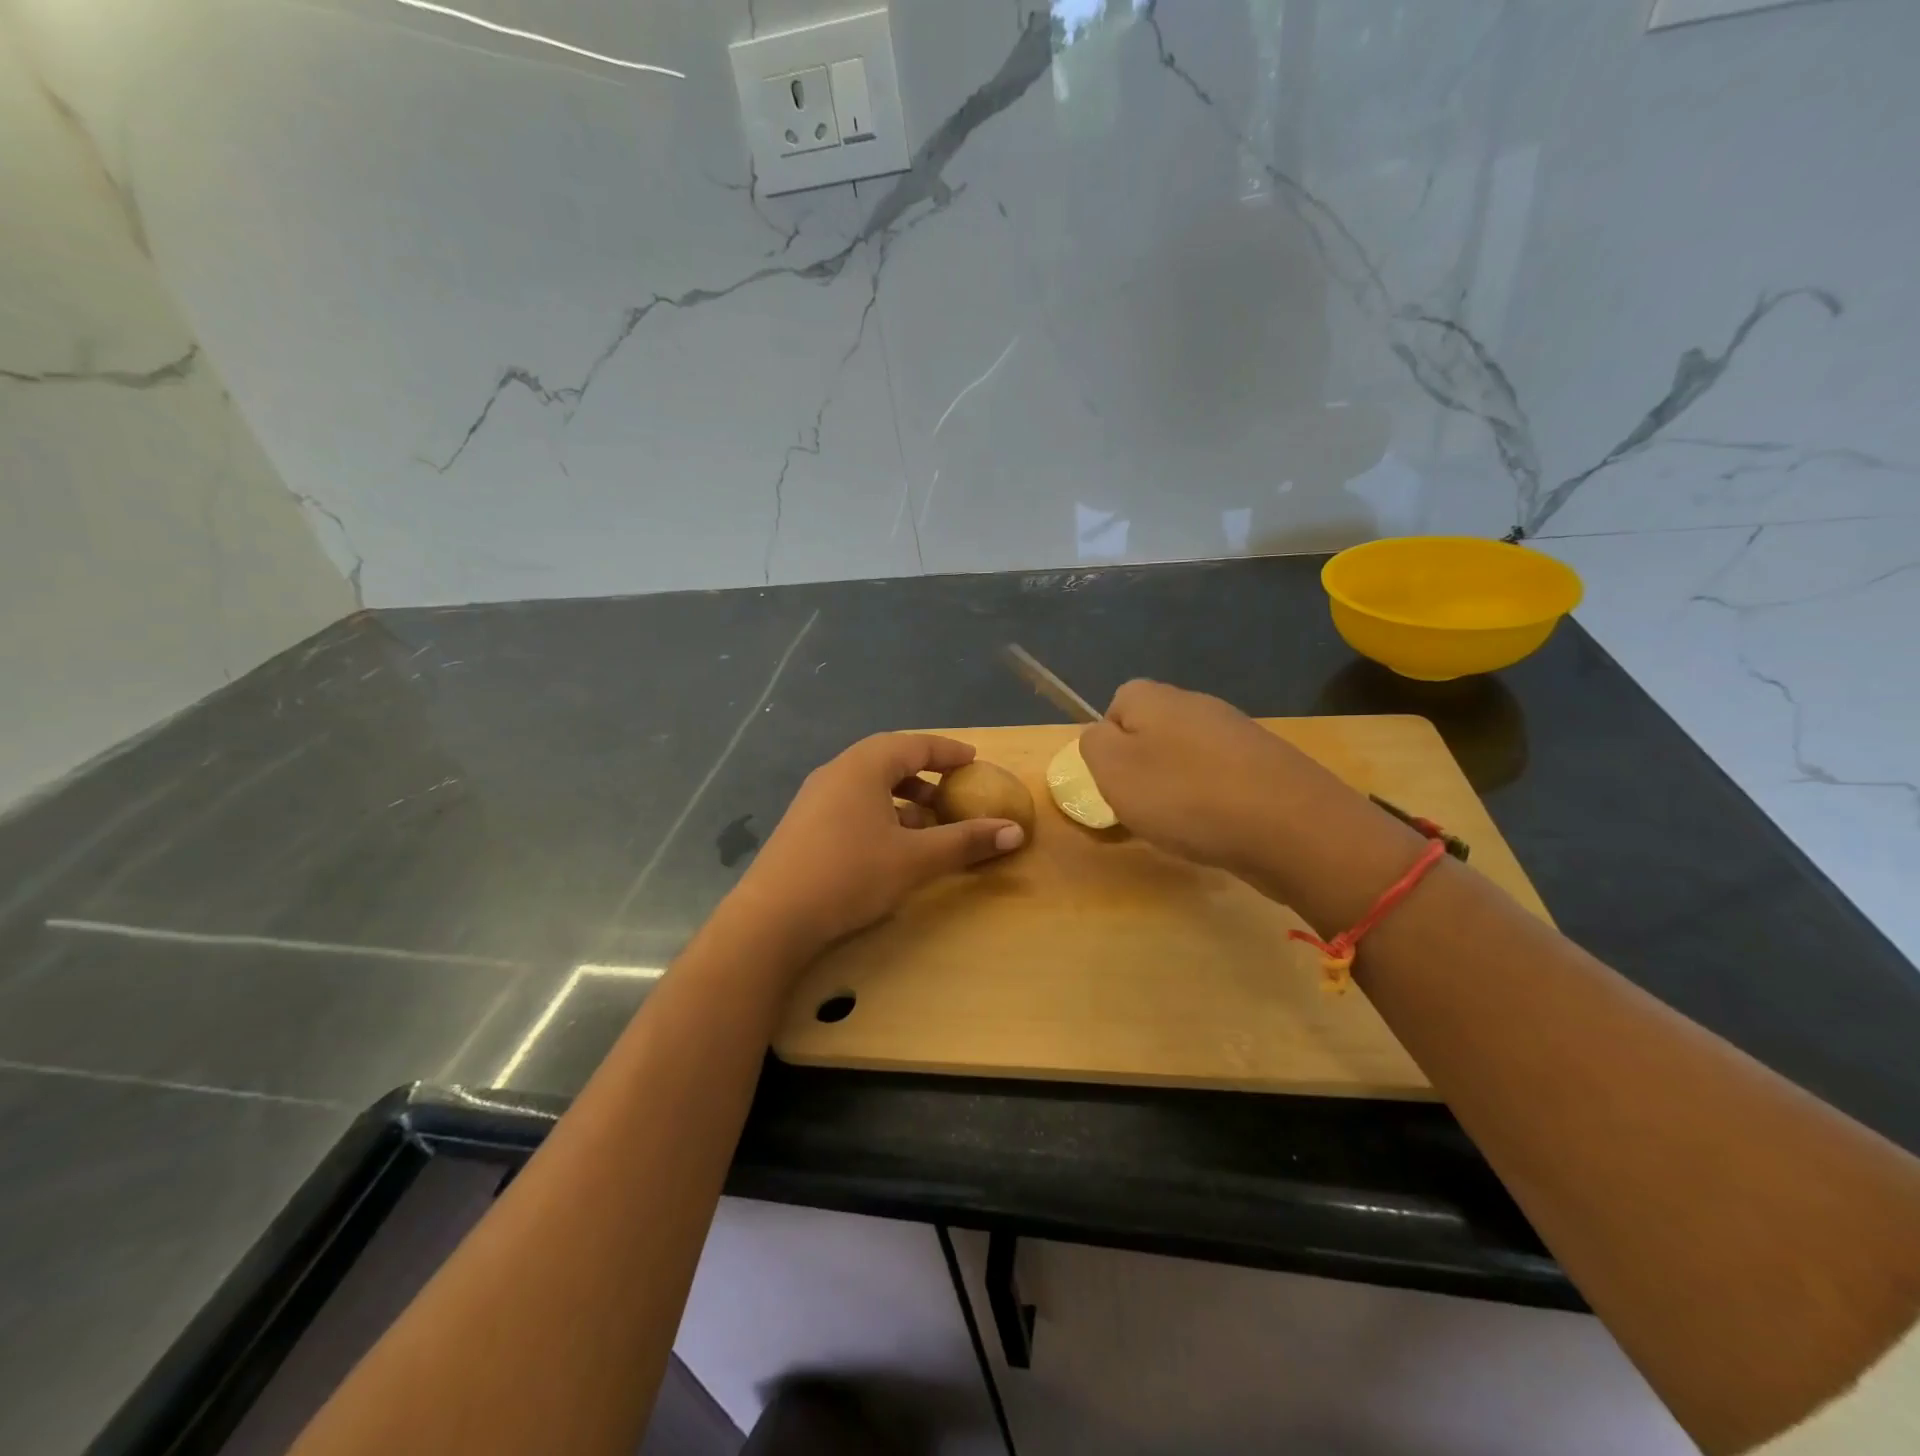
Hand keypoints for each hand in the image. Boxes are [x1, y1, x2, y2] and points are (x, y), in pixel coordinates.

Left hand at [729, 733, 1025, 955]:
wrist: (772, 918)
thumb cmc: (849, 875)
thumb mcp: (915, 859)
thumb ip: (965, 841)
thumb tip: (1015, 831)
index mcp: (863, 767)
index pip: (913, 744)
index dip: (947, 751)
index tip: (973, 759)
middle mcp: (836, 772)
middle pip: (888, 759)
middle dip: (924, 772)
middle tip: (953, 787)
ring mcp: (814, 798)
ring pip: (868, 784)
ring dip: (902, 796)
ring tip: (928, 821)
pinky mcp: (804, 825)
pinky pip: (851, 803)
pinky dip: (880, 812)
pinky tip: (890, 843)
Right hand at [1077, 679, 1341, 874]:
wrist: (1290, 826)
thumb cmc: (1185, 796)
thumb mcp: (1113, 769)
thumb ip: (1093, 744)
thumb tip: (1103, 735)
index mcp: (1155, 697)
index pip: (1116, 705)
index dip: (1109, 744)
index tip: (1116, 780)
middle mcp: (1197, 703)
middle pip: (1153, 731)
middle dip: (1144, 768)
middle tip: (1144, 806)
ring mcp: (1238, 733)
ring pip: (1187, 757)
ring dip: (1178, 787)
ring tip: (1183, 824)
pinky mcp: (1267, 764)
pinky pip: (1222, 778)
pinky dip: (1213, 801)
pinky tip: (1219, 828)